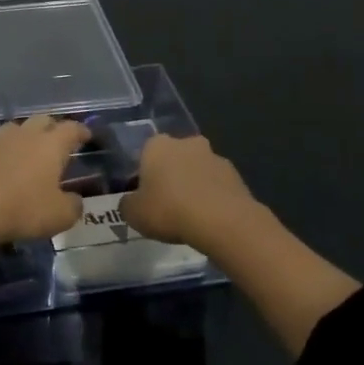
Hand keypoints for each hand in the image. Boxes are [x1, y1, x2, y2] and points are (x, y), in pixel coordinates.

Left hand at [0, 116, 91, 245]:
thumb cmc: (24, 208)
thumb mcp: (60, 215)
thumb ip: (73, 205)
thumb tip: (75, 200)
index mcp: (51, 144)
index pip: (71, 129)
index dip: (81, 131)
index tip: (87, 136)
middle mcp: (27, 135)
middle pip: (43, 120)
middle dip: (55, 127)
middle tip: (61, 142)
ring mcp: (1, 142)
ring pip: (19, 127)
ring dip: (29, 134)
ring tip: (34, 149)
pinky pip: (2, 144)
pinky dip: (11, 149)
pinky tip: (12, 163)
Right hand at [119, 134, 260, 251]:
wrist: (223, 221)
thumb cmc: (169, 210)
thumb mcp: (134, 214)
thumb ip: (127, 204)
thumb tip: (130, 202)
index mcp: (157, 145)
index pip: (144, 153)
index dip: (143, 175)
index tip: (144, 195)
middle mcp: (186, 143)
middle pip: (173, 157)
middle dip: (170, 175)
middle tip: (166, 203)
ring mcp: (214, 156)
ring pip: (197, 169)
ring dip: (193, 185)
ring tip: (189, 215)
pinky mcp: (236, 175)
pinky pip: (216, 184)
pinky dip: (212, 196)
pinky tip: (209, 218)